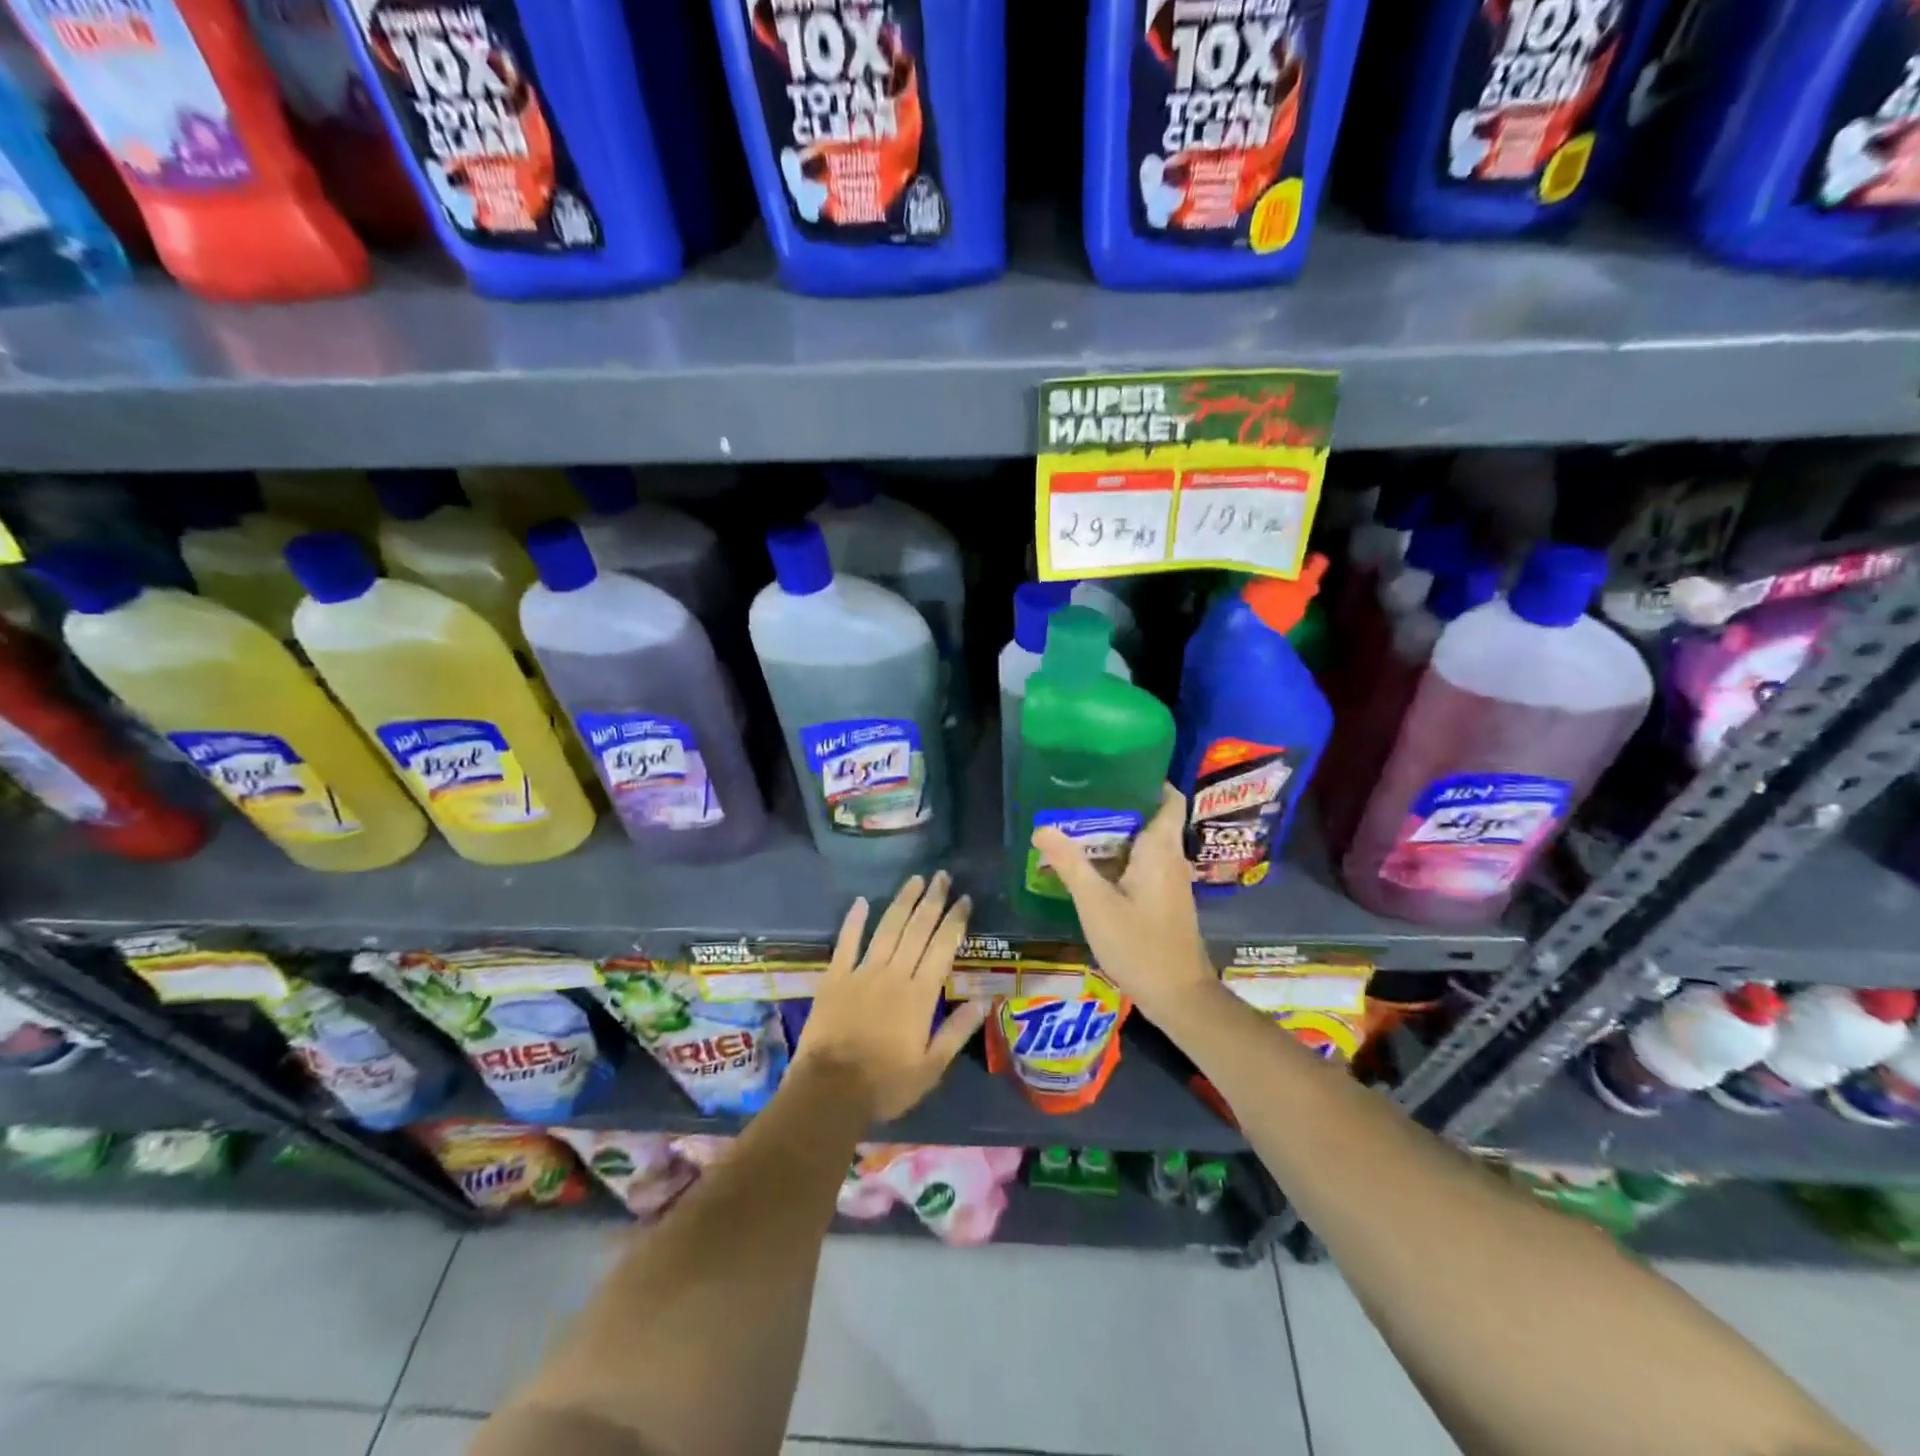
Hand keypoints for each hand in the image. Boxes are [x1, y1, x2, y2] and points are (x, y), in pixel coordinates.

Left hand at [794, 871, 988, 1123]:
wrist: (829, 1091)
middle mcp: (894, 974)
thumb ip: (957, 1032)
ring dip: (902, 902)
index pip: (942, 947)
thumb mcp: (931, 1068)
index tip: (965, 899)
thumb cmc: (885, 1084)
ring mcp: (862, 973)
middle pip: (917, 929)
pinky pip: (846, 943)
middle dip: (932, 901)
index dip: (955, 921)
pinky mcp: (835, 978)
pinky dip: (854, 921)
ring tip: (915, 879)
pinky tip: (861, 901)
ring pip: (887, 928)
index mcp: (920, 995)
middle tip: (943, 876)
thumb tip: (984, 1001)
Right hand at [1031, 785, 1216, 1015]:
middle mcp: (1172, 860)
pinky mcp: (1167, 902)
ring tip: (1080, 828)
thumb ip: (1070, 864)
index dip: (1149, 781)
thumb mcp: (1096, 904)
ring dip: (1118, 836)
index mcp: (1161, 850)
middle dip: (1120, 807)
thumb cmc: (1139, 945)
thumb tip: (1041, 828)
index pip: (1169, 799)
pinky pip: (1146, 866)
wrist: (1179, 996)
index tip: (1116, 772)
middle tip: (1081, 799)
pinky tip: (1096, 869)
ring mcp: (1172, 883)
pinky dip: (1123, 860)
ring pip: (1147, 845)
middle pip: (1152, 820)